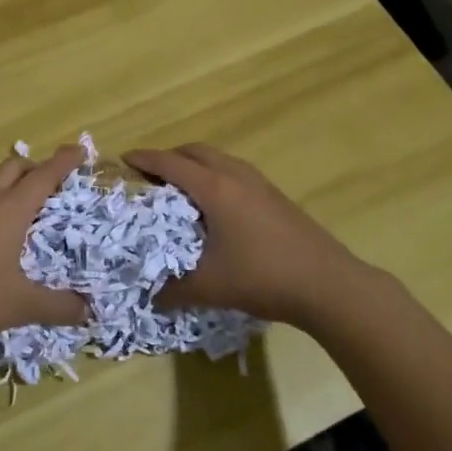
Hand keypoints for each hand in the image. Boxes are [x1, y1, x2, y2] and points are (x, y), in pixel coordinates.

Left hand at [0, 146, 88, 360]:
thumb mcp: (21, 305)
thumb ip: (58, 306)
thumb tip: (87, 311)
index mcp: (10, 210)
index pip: (43, 176)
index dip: (63, 162)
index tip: (80, 150)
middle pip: (14, 167)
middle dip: (36, 168)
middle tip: (55, 183)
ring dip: (12, 181)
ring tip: (27, 202)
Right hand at [124, 143, 368, 328]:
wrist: (328, 284)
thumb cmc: (263, 277)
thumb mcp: (211, 287)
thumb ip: (175, 291)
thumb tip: (152, 299)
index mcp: (214, 188)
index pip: (170, 163)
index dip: (144, 159)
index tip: (123, 160)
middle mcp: (235, 176)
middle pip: (195, 151)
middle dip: (169, 157)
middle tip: (150, 176)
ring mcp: (259, 183)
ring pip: (218, 158)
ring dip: (195, 164)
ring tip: (180, 188)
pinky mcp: (275, 196)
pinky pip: (234, 171)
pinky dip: (215, 175)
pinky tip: (216, 206)